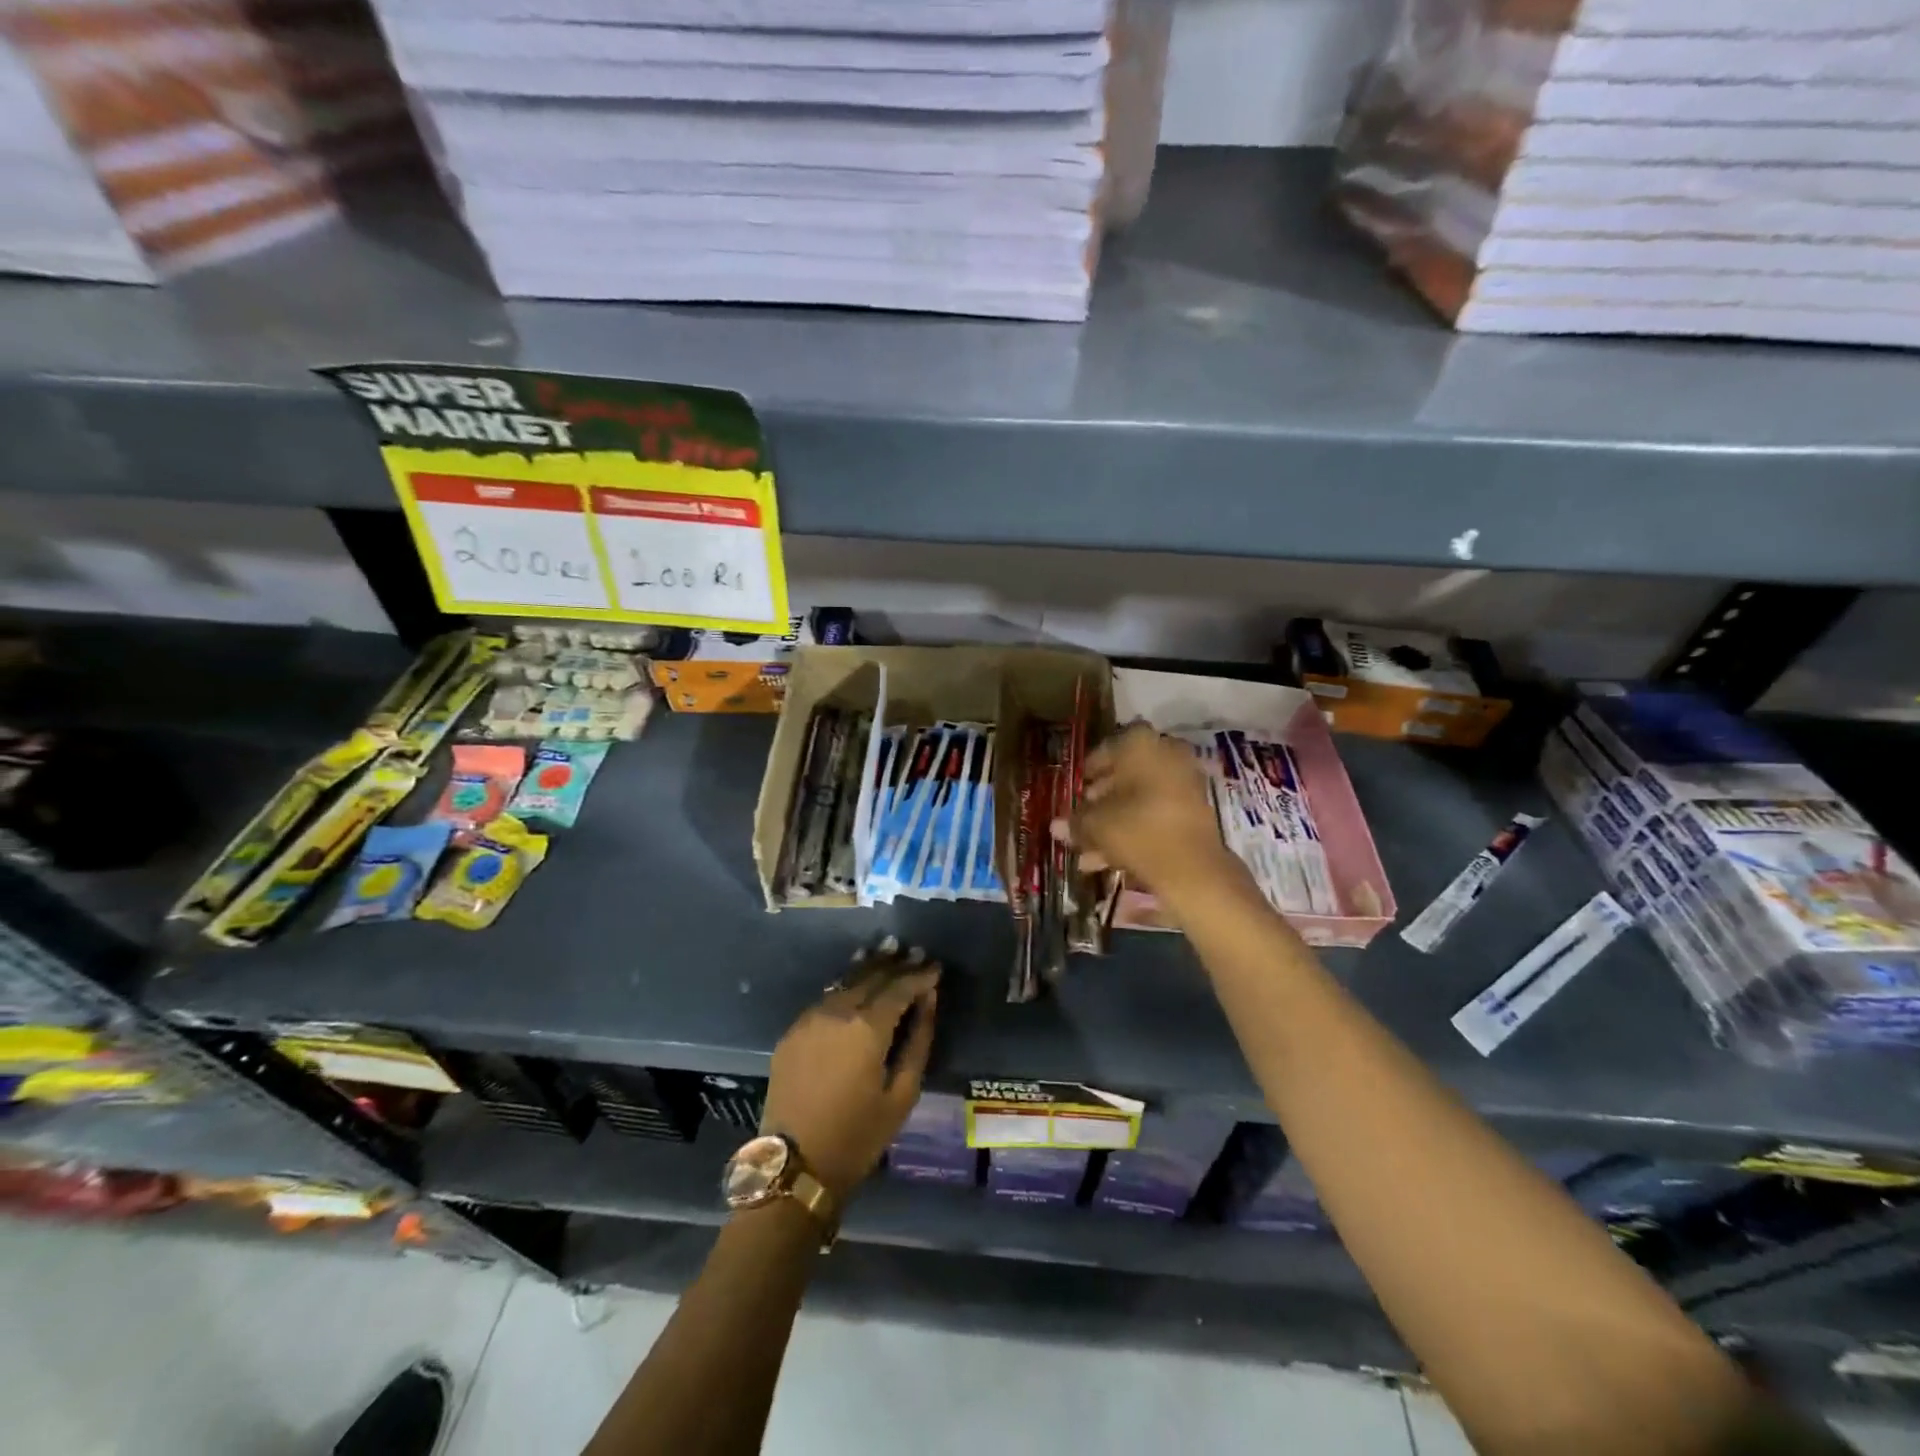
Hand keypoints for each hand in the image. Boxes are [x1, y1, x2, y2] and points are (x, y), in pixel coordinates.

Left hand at [761, 939, 940, 1201]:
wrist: (794, 1165)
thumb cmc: (858, 1136)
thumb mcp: (902, 1094)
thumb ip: (918, 1040)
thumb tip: (928, 1001)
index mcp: (867, 1027)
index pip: (899, 987)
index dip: (919, 975)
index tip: (936, 967)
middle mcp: (837, 1011)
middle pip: (871, 976)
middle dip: (896, 964)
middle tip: (915, 953)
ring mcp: (810, 1018)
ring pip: (846, 981)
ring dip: (869, 967)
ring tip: (888, 952)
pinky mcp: (793, 1031)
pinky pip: (826, 998)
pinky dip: (846, 986)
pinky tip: (856, 984)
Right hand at [1051, 723, 1245, 914]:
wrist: (1192, 867)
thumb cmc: (1137, 829)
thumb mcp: (1096, 825)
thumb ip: (1075, 821)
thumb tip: (1056, 826)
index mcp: (1140, 743)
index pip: (1104, 750)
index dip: (1087, 774)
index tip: (1075, 792)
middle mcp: (1166, 753)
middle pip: (1124, 775)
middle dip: (1100, 800)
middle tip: (1081, 819)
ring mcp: (1184, 781)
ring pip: (1140, 797)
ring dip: (1114, 820)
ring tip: (1089, 849)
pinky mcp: (1194, 810)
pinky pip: (1157, 812)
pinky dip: (1135, 829)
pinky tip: (1108, 858)